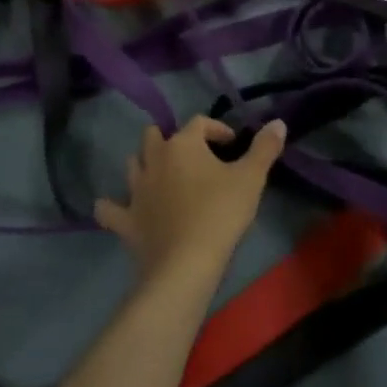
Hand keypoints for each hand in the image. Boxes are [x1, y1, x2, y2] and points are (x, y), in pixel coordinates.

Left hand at [95, 116, 286, 285]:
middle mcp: (154, 159)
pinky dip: (111, 207)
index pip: (199, 123)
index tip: (232, 144)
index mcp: (183, 144)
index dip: (216, 129)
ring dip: (144, 164)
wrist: (186, 264)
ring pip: (133, 164)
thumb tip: (278, 122)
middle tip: (192, 156)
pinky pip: (109, 209)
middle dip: (170, 139)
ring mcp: (136, 190)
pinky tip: (115, 208)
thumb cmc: (220, 214)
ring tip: (162, 176)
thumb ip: (264, 148)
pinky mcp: (126, 220)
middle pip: (154, 136)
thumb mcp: (251, 178)